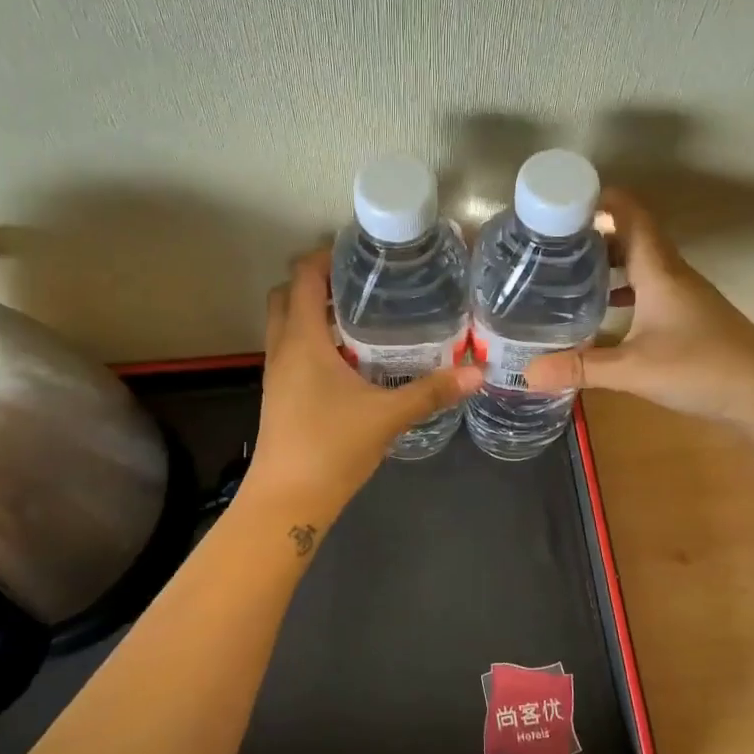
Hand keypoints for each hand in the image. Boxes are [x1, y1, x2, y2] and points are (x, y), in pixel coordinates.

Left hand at [242, 249, 481, 524]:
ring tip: (362, 313)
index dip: (325, 256)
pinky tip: (351, 357)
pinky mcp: (280, 394)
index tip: (360, 252)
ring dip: (314, 311)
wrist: (286, 501)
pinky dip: (313, 339)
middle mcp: (282, 349)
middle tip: (361, 282)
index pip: (303, 278)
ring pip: (286, 324)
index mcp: (302, 341)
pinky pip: (292, 349)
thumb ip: (431, 392)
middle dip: (318, 281)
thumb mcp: (387, 417)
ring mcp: (277, 373)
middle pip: (288, 295)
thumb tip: (476, 373)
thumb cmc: (330, 448)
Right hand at [523, 190, 753, 429]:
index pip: (632, 216)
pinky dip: (626, 290)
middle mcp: (673, 274)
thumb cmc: (701, 368)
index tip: (566, 197)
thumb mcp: (633, 370)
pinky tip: (606, 312)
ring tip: (571, 272)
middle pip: (633, 237)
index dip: (604, 199)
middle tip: (554, 240)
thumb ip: (581, 369)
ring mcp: (685, 295)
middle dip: (596, 233)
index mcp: (659, 271)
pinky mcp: (691, 317)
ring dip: (611, 262)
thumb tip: (528, 374)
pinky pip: (651, 288)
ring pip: (643, 264)